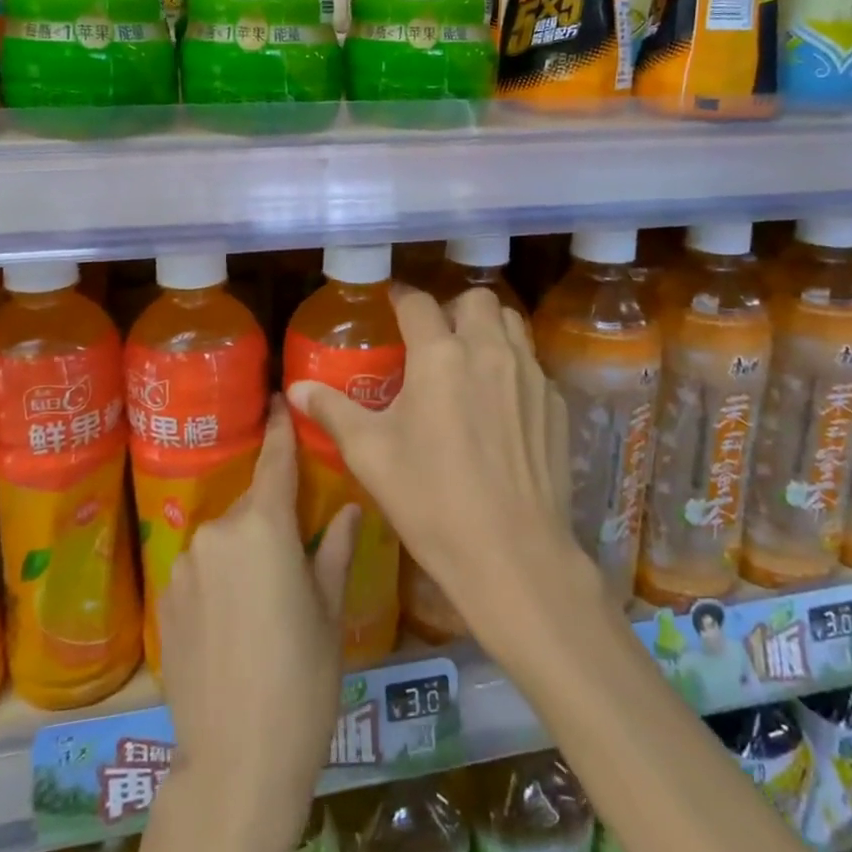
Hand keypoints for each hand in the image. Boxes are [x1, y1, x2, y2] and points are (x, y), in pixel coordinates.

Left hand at [157, 395, 359, 840]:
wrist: (235, 764)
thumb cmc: (302, 682)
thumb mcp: (331, 614)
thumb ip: (335, 550)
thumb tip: (349, 508)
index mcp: (264, 527)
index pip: (274, 460)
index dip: (279, 427)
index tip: (279, 398)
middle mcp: (218, 532)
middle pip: (252, 505)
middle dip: (272, 514)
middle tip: (296, 551)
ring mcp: (185, 564)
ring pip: (225, 539)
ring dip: (245, 551)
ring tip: (265, 601)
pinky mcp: (166, 598)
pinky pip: (202, 569)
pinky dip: (220, 579)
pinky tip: (234, 625)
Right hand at [286, 287, 590, 655]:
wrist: (512, 554)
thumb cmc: (431, 500)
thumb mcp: (370, 455)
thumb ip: (333, 412)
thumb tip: (296, 390)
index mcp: (440, 355)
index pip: (418, 303)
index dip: (401, 298)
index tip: (391, 303)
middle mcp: (489, 351)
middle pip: (475, 298)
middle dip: (452, 308)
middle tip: (434, 338)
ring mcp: (530, 375)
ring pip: (511, 323)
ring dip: (487, 327)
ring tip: (469, 358)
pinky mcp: (555, 403)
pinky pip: (533, 363)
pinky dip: (514, 365)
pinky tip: (501, 402)